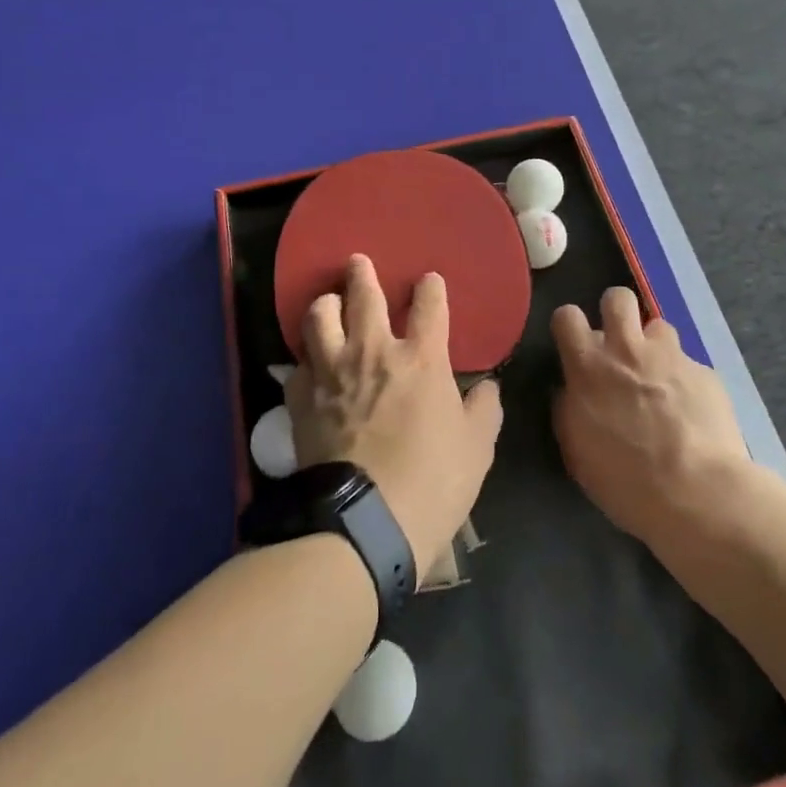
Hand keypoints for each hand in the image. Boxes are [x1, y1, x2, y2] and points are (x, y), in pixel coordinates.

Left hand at [289, 255, 503, 572]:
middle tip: (357, 261)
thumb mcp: (477, 449)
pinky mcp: (301, 401)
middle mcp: (373, 353)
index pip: (429, 305)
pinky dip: (305, 362)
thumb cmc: (432, 483)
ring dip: (325, 305)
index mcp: (422, 359)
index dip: (431, 288)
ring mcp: (332, 374)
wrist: (364, 524)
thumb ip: (484, 410)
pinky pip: (297, 367)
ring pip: (319, 318)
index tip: (429, 281)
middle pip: (364, 297)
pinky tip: (309, 367)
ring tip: (328, 303)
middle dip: (362, 274)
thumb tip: (488, 388)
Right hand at [552, 287, 752, 548]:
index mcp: (589, 366)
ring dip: (654, 346)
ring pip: (658, 326)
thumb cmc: (625, 480)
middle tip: (619, 343)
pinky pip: (689, 364)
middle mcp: (628, 349)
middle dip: (616, 312)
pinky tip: (690, 410)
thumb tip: (568, 390)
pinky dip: (685, 380)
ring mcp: (671, 356)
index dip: (569, 325)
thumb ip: (568, 409)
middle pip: (617, 297)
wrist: (697, 492)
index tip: (575, 344)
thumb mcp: (577, 451)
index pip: (567, 315)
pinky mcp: (705, 372)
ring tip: (659, 376)